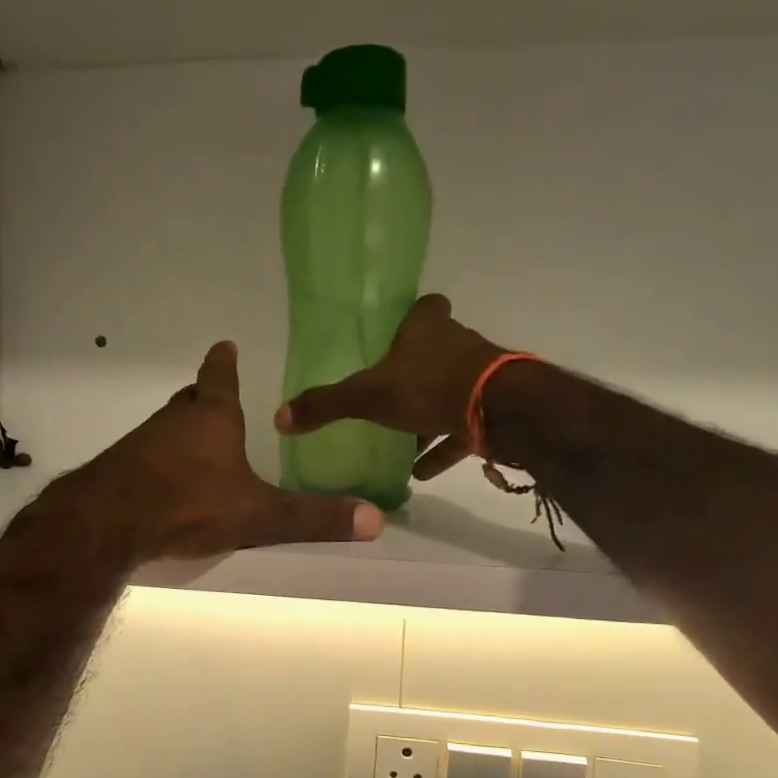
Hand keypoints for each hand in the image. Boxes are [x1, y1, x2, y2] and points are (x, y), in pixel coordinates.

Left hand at [54, 341, 383, 562]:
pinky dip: (162, 461)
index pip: (219, 377)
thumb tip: (374, 519)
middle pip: (192, 400)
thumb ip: (311, 517)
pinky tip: (169, 484)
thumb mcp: (257, 514)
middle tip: (220, 404)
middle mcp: (174, 421)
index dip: (224, 362)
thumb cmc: (189, 503)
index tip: (225, 345)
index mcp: (212, 417)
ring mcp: (142, 443)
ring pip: (168, 428)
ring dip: (184, 433)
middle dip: (206, 399)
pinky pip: (147, 455)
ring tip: (201, 450)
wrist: (108, 522)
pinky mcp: (120, 468)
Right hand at [274, 294, 507, 480]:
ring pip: (449, 390)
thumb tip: (279, 417)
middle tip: (389, 391)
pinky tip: (421, 471)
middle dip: (415, 369)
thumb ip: (326, 405)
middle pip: (436, 350)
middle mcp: (456, 345)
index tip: (397, 332)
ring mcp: (479, 377)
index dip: (414, 316)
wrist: (497, 411)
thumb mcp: (367, 396)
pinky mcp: (492, 411)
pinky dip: (442, 446)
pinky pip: (461, 428)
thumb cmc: (428, 387)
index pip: (425, 306)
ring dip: (428, 412)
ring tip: (401, 441)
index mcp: (426, 329)